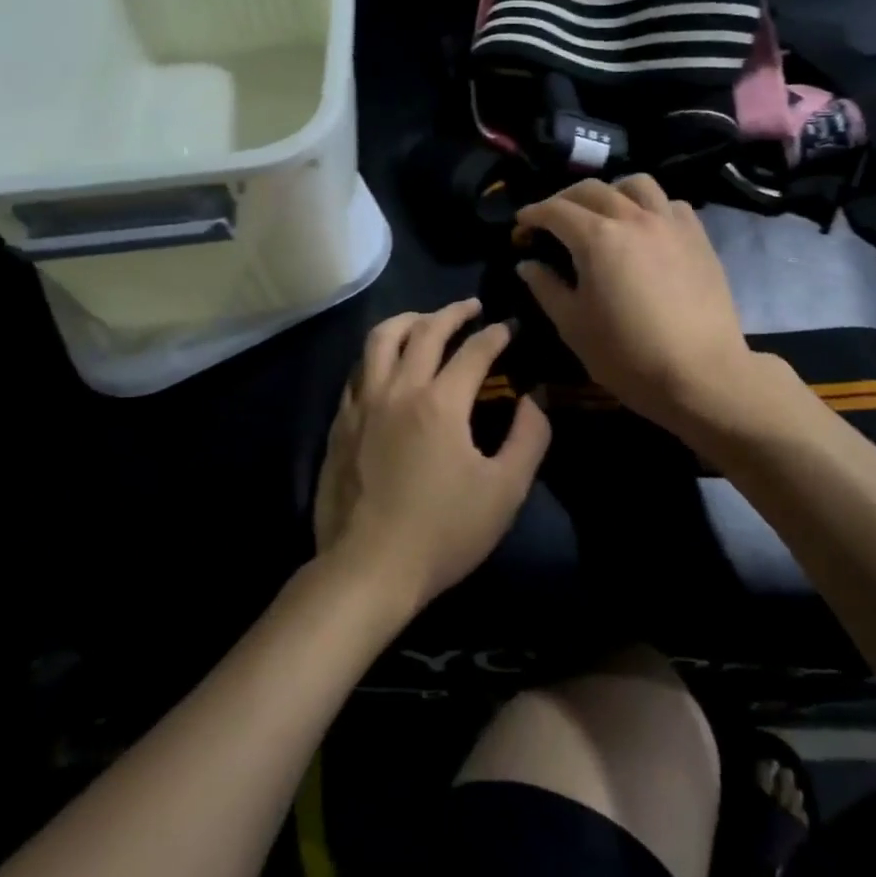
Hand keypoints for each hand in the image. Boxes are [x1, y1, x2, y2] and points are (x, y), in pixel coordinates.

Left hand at [314, 299, 550, 612]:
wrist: (368, 569)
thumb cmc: (443, 531)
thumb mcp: (505, 490)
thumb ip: (529, 437)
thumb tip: (535, 398)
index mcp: (440, 402)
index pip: (474, 350)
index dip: (497, 334)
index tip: (512, 327)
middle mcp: (397, 389)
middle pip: (424, 330)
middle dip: (453, 312)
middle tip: (472, 307)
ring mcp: (362, 404)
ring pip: (380, 340)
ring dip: (408, 321)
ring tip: (425, 321)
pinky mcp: (340, 424)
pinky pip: (358, 371)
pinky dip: (378, 356)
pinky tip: (387, 367)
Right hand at [515, 176, 760, 428]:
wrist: (701, 375)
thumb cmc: (628, 356)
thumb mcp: (573, 325)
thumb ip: (546, 288)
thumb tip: (527, 264)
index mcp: (597, 238)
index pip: (555, 211)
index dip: (533, 215)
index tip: (520, 227)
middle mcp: (633, 218)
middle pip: (592, 189)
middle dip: (564, 199)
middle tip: (552, 220)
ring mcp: (670, 224)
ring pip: (637, 184)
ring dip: (611, 191)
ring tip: (603, 212)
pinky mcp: (698, 237)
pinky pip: (670, 204)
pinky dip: (650, 206)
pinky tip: (645, 228)